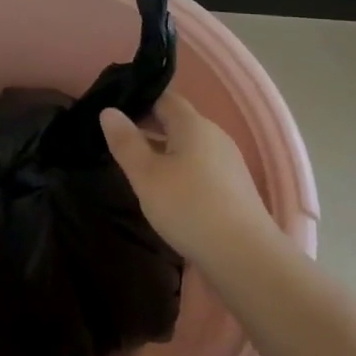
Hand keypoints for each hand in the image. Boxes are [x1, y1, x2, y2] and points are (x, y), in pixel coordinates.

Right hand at [100, 88, 276, 269]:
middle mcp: (215, 135)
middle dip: (147, 127)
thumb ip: (126, 141)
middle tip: (118, 142)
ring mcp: (228, 162)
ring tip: (138, 168)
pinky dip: (180, 169)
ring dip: (163, 151)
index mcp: (193, 124)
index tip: (114, 114)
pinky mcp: (235, 187)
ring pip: (188, 145)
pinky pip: (201, 166)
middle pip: (177, 121)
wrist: (247, 258)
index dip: (138, 100)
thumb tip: (109, 110)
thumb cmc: (189, 208)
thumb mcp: (146, 175)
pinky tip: (168, 191)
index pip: (163, 98)